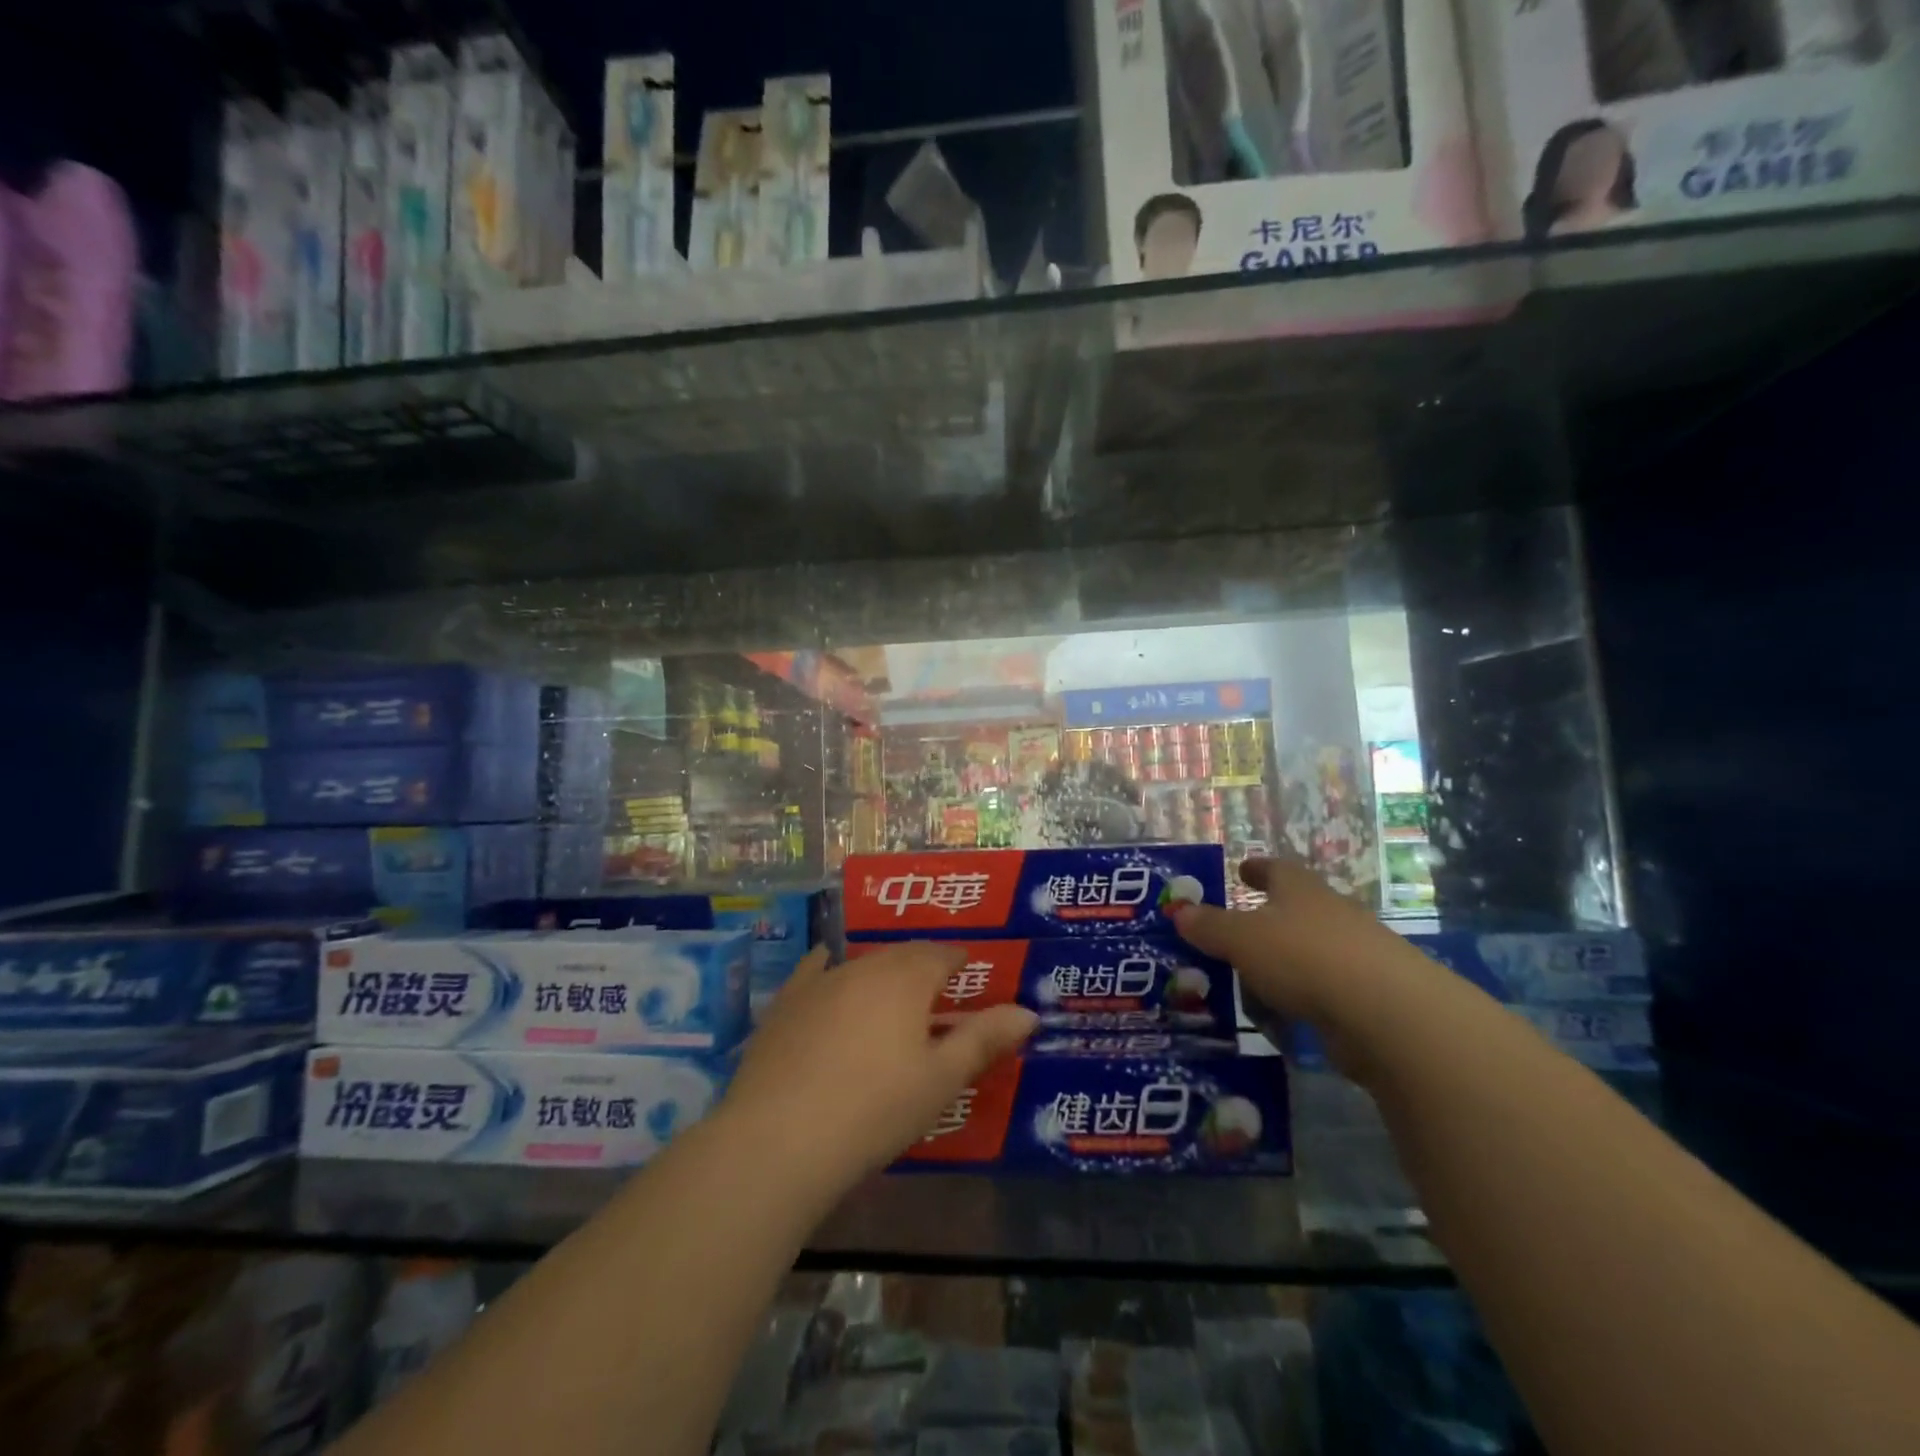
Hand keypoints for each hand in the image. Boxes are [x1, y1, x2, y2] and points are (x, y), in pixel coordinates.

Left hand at [721, 943, 1038, 1197]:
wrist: (779, 1138)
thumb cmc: (875, 1109)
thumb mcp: (940, 1080)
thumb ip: (984, 1040)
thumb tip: (1029, 1012)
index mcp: (906, 978)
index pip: (941, 954)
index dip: (958, 959)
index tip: (969, 969)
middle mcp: (864, 966)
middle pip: (901, 954)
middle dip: (923, 963)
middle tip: (936, 986)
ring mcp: (819, 981)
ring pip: (861, 963)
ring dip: (882, 971)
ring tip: (891, 992)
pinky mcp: (785, 1003)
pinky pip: (813, 970)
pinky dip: (827, 966)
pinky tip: (825, 966)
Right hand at [1172, 857, 1430, 1071]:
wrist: (1388, 1014)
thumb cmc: (1304, 957)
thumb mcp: (1242, 938)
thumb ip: (1210, 926)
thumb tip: (1180, 911)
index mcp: (1301, 891)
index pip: (1277, 869)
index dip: (1258, 869)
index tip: (1242, 870)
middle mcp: (1331, 915)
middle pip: (1296, 910)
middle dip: (1267, 920)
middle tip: (1235, 934)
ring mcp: (1356, 956)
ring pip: (1309, 953)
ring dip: (1283, 964)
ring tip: (1249, 981)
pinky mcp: (1369, 998)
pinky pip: (1323, 992)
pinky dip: (1301, 999)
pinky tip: (1281, 1017)